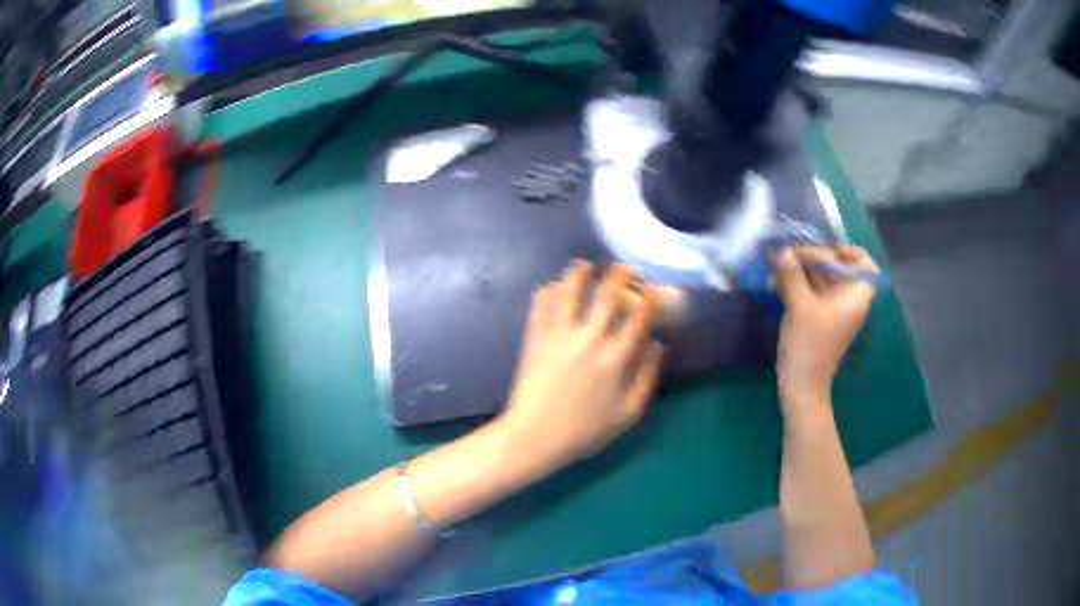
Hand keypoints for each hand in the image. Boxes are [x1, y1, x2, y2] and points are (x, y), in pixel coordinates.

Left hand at [499, 261, 664, 467]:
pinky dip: (549, 290)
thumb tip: (658, 345)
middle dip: (619, 275)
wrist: (535, 437)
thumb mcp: (628, 414)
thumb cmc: (585, 431)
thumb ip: (647, 377)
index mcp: (615, 359)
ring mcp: (558, 336)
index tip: (653, 288)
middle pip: (606, 294)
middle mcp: (588, 340)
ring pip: (570, 290)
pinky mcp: (535, 337)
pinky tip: (555, 287)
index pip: (639, 316)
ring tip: (585, 266)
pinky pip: (541, 304)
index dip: (650, 297)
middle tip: (624, 268)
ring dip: (580, 273)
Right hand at [774, 246, 878, 415]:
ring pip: (824, 279)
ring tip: (780, 264)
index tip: (829, 250)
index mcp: (855, 296)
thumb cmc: (809, 346)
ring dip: (804, 270)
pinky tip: (780, 281)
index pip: (866, 266)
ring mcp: (834, 310)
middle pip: (840, 268)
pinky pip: (814, 292)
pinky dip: (800, 284)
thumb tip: (783, 251)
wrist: (802, 386)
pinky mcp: (820, 318)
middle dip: (816, 258)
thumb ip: (792, 276)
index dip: (851, 253)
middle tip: (791, 254)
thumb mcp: (800, 307)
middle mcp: (849, 300)